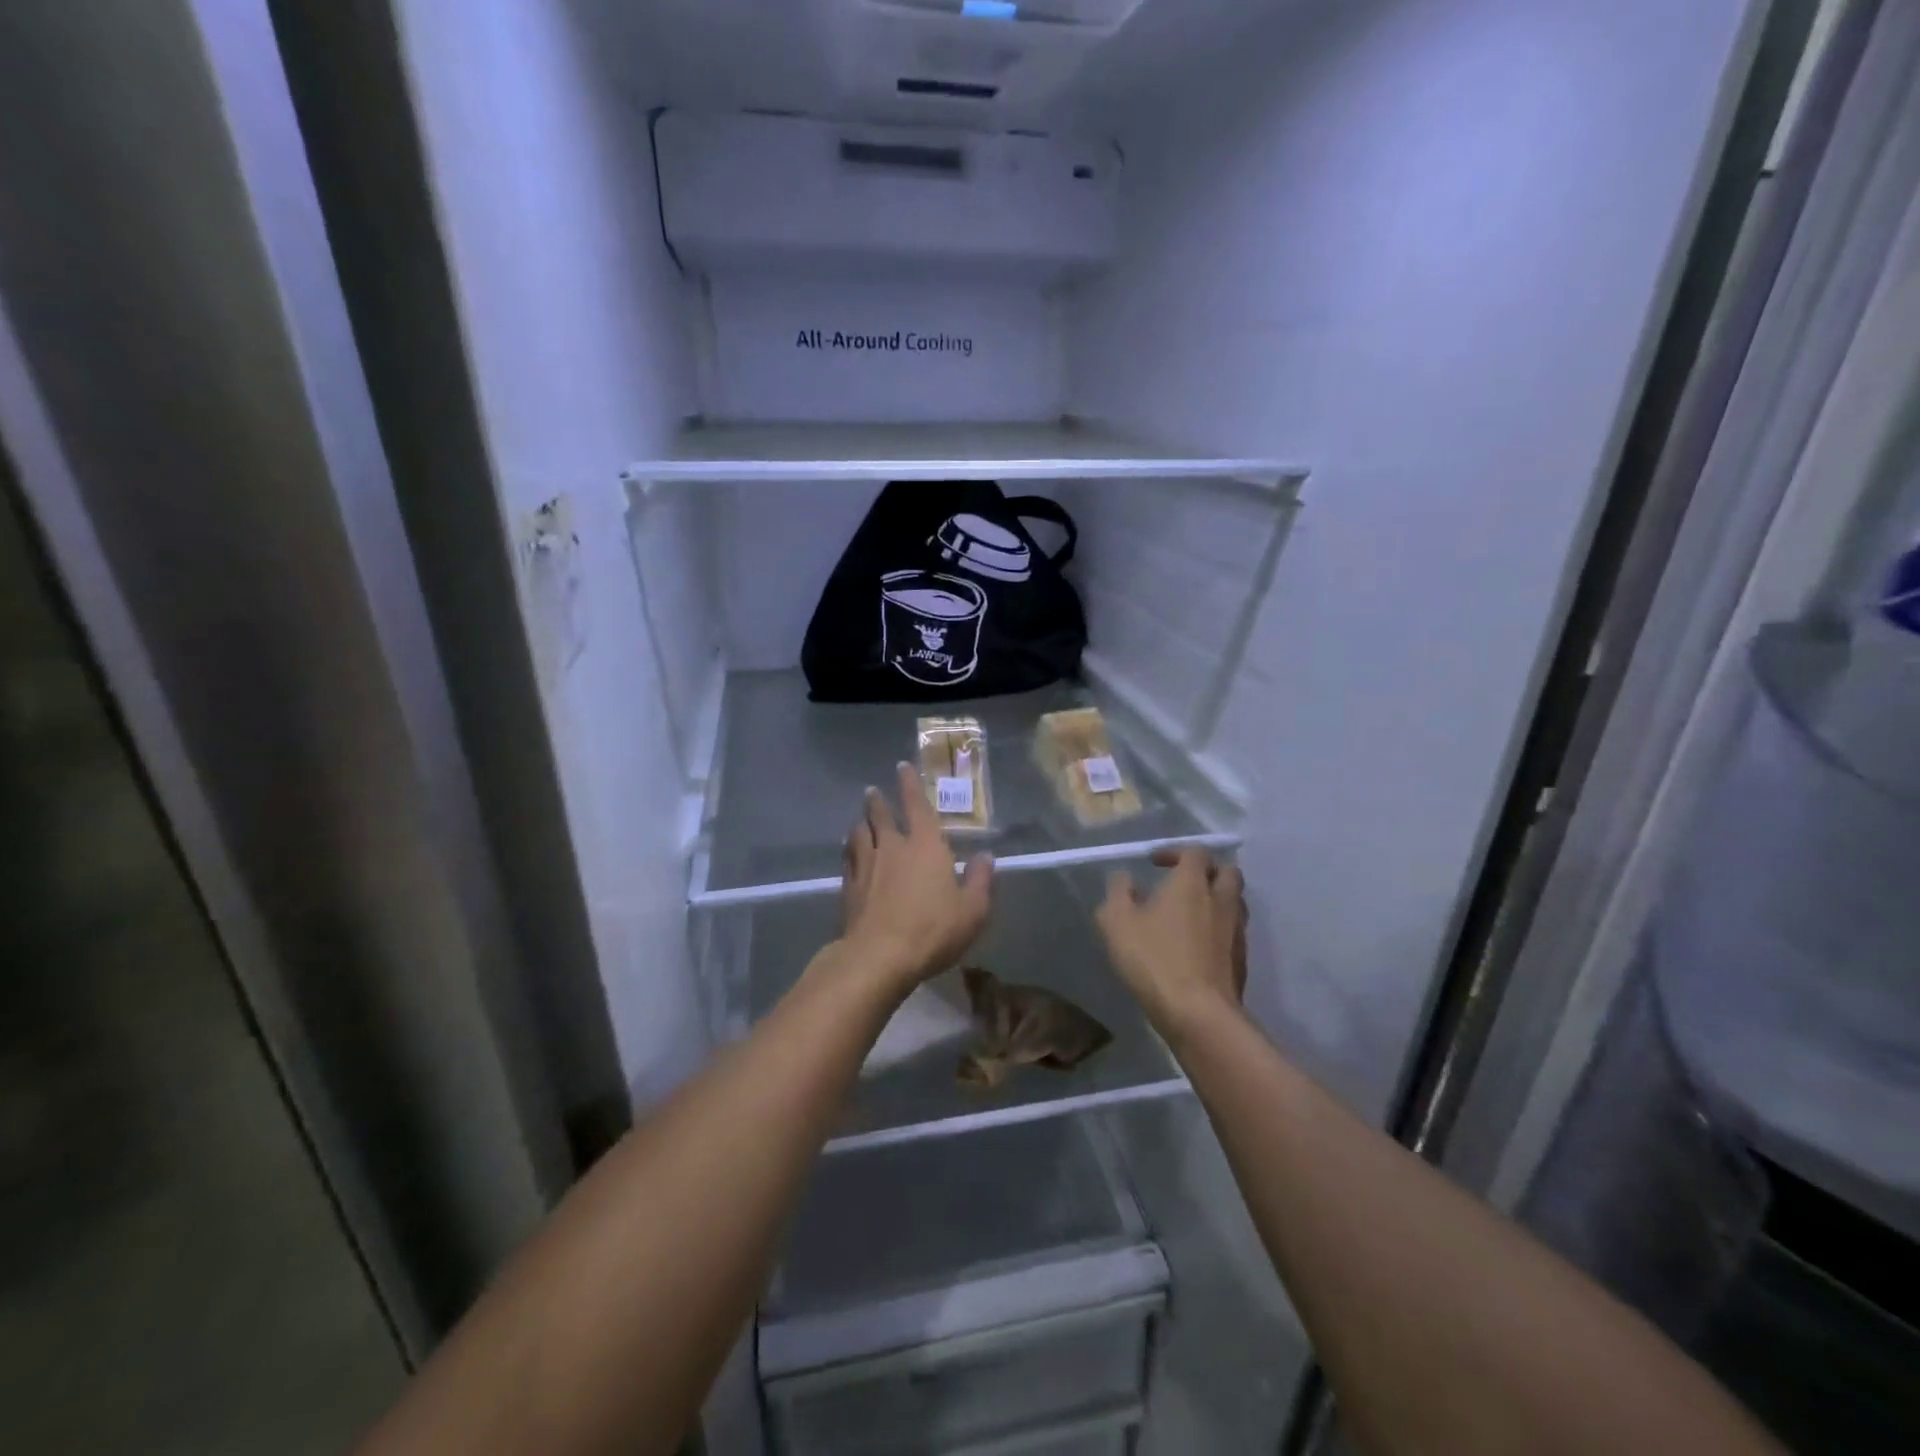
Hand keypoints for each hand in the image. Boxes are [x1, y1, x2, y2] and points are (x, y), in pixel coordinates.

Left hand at [838, 762, 992, 994]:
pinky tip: (850, 856)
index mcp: (925, 845)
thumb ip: (980, 880)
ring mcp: (866, 866)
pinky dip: (850, 851)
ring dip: (860, 823)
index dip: (910, 784)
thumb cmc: (933, 929)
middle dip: (878, 800)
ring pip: (859, 834)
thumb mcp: (973, 910)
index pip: (916, 805)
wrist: (879, 956)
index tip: (902, 767)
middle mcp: (892, 847)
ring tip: (859, 820)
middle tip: (873, 791)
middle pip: (880, 815)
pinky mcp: (848, 888)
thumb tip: (985, 856)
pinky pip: (848, 860)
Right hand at [1097, 848, 1247, 1035]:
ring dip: (1217, 900)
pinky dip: (1219, 929)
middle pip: (1227, 872)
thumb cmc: (1154, 959)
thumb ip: (1119, 892)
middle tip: (1184, 884)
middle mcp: (1221, 899)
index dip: (1175, 852)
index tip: (1155, 864)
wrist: (1199, 1013)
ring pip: (1235, 902)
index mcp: (1192, 883)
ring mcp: (1237, 930)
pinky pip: (1234, 932)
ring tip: (1192, 914)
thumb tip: (1125, 878)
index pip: (1195, 852)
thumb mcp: (1117, 922)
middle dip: (1207, 871)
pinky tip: (1199, 946)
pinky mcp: (1242, 959)